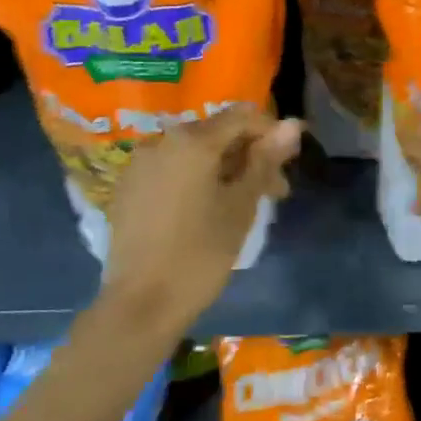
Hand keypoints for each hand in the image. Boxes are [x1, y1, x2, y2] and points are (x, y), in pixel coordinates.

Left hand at [101, 108, 302, 336]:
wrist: (140, 304)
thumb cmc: (201, 253)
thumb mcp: (242, 206)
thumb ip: (266, 160)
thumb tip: (292, 123)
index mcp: (192, 141)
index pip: (242, 116)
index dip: (271, 133)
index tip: (288, 164)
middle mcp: (161, 140)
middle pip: (216, 133)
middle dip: (249, 156)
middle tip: (273, 193)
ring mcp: (139, 164)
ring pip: (193, 153)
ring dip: (223, 169)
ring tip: (241, 205)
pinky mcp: (127, 188)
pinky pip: (170, 170)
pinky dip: (195, 179)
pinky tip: (205, 210)